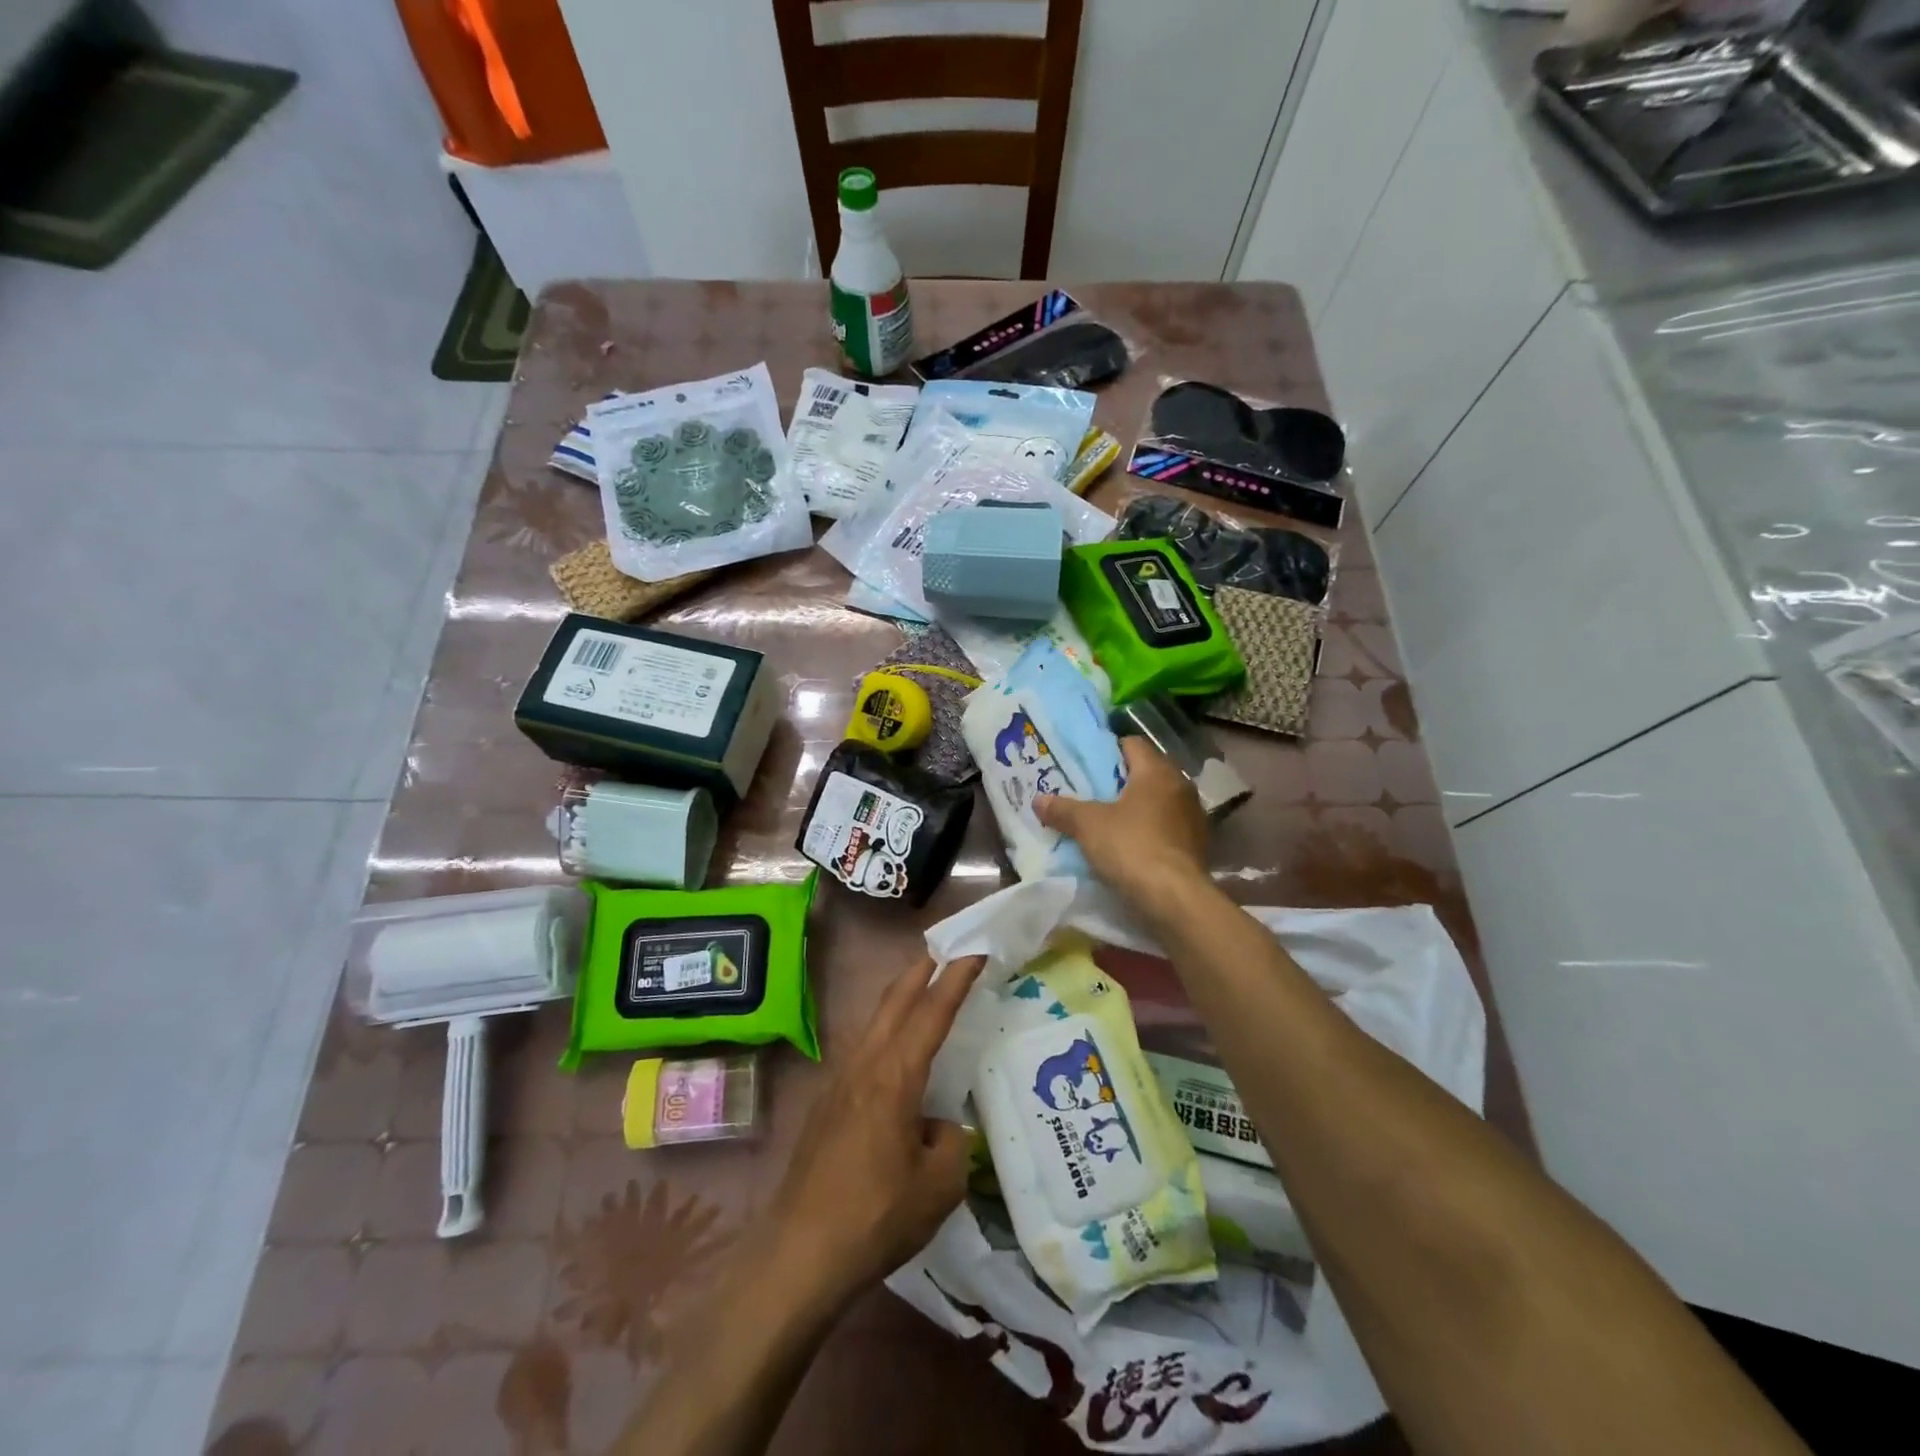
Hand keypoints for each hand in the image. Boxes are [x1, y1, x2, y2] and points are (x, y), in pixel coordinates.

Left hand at [760, 954, 987, 1305]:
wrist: (799, 1253)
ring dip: (900, 998)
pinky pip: (863, 1048)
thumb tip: (939, 1126)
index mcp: (895, 1076)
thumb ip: (951, 1142)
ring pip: (874, 1021)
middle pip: (894, 1001)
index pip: (932, 1013)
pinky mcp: (827, 1104)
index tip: (974, 950)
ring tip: (923, 991)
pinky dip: (885, 1030)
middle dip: (920, 970)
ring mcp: (839, 1082)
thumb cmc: (875, 1216)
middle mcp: (864, 1065)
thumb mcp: (938, 1186)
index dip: (956, 979)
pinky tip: (894, 1052)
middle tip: (945, 951)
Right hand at [1034, 737, 1210, 920]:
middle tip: (1090, 791)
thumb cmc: (1131, 847)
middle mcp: (1181, 787)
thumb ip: (1063, 809)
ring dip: (1136, 807)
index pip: (1132, 743)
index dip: (1107, 750)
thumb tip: (1039, 800)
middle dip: (1119, 781)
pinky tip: (1130, 845)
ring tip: (1107, 820)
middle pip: (1145, 773)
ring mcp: (1193, 817)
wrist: (1175, 899)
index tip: (1085, 764)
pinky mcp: (1197, 846)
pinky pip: (1167, 827)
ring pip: (1158, 801)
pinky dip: (1149, 830)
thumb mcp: (1087, 825)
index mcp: (1157, 771)